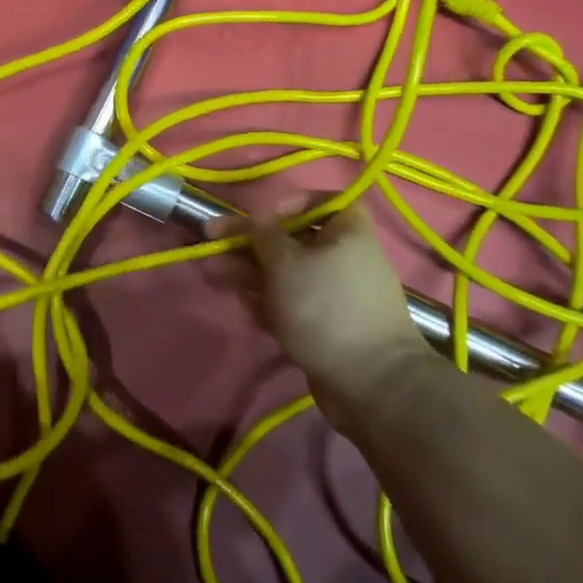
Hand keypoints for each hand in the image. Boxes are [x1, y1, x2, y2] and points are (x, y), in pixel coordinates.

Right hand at [218, 195, 428, 432]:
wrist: (371, 382)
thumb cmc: (325, 306)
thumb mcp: (285, 261)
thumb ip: (260, 235)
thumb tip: (251, 220)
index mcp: (347, 230)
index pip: (319, 201)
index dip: (287, 204)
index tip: (261, 219)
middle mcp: (345, 257)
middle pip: (291, 241)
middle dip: (250, 245)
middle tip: (212, 247)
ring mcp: (336, 294)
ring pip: (287, 275)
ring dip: (250, 273)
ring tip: (214, 276)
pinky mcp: (327, 326)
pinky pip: (293, 304)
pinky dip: (269, 303)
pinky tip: (247, 308)